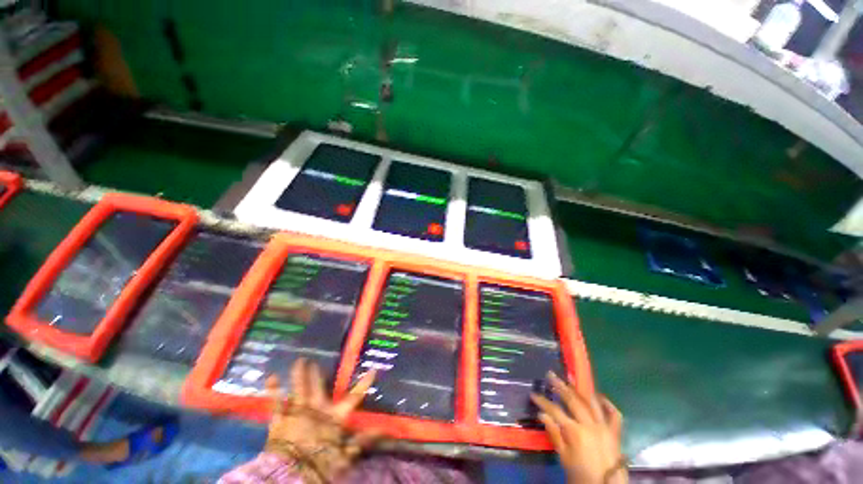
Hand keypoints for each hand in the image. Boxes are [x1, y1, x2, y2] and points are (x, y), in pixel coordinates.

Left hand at [264, 358, 378, 483]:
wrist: (293, 474)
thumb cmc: (321, 463)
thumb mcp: (346, 455)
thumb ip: (363, 441)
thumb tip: (384, 431)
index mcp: (334, 416)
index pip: (354, 397)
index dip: (364, 384)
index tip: (373, 370)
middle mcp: (317, 408)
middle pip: (319, 387)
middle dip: (317, 374)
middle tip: (315, 361)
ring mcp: (298, 412)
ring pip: (300, 389)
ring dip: (299, 375)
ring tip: (299, 361)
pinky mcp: (281, 420)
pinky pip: (276, 403)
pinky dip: (273, 390)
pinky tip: (271, 377)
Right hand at [531, 372, 626, 483]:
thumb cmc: (581, 475)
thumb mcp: (564, 458)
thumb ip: (554, 435)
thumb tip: (542, 415)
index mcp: (575, 432)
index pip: (554, 411)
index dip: (543, 401)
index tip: (533, 394)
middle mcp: (589, 425)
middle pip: (572, 400)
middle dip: (560, 386)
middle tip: (550, 375)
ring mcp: (604, 427)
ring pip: (591, 403)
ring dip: (579, 389)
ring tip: (570, 378)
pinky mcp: (615, 433)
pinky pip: (614, 415)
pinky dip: (607, 404)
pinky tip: (599, 396)